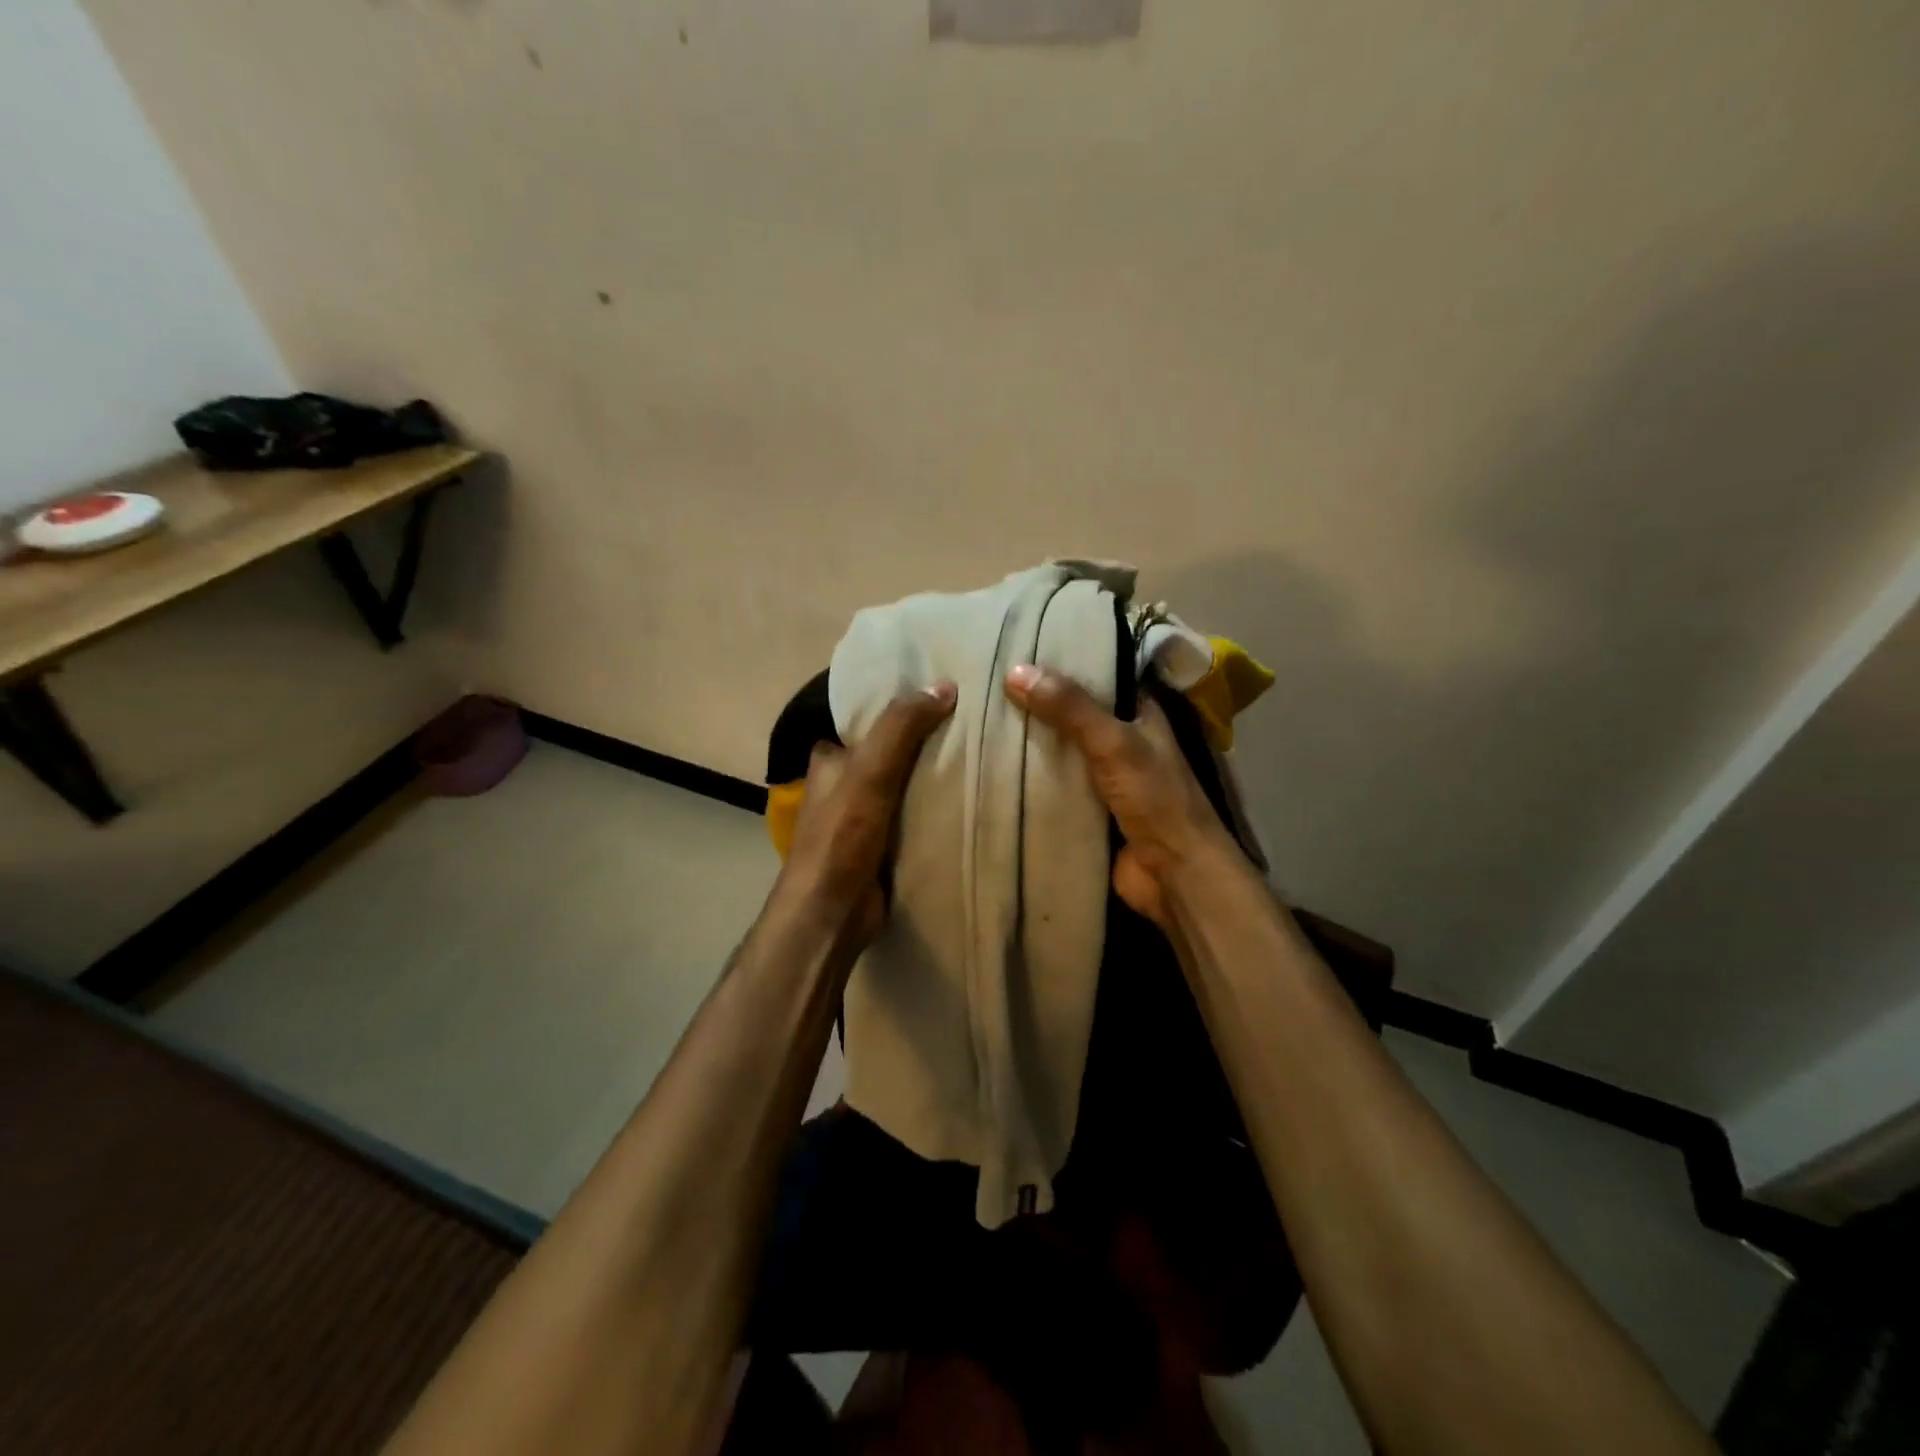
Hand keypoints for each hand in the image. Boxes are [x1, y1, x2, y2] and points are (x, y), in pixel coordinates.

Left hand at [777, 681, 956, 946]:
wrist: (833, 912)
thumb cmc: (842, 836)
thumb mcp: (870, 771)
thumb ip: (901, 727)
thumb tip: (944, 686)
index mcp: (830, 759)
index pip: (866, 721)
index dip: (899, 707)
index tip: (941, 696)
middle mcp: (844, 785)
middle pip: (890, 753)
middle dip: (924, 742)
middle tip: (971, 725)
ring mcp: (863, 818)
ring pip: (905, 785)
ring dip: (933, 777)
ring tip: (979, 755)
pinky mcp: (883, 846)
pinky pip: (915, 817)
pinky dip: (935, 810)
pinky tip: (969, 799)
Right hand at [1005, 664, 1232, 928]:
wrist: (1174, 874)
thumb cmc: (1154, 799)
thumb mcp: (1113, 742)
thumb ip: (1070, 708)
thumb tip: (1015, 671)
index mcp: (1141, 715)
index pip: (1101, 676)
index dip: (1066, 662)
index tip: (1022, 648)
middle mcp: (1123, 743)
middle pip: (1074, 716)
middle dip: (1039, 705)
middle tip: (989, 684)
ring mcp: (1105, 779)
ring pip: (1061, 753)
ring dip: (1031, 744)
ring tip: (982, 719)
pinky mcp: (1089, 812)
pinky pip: (1054, 788)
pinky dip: (1031, 781)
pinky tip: (994, 768)